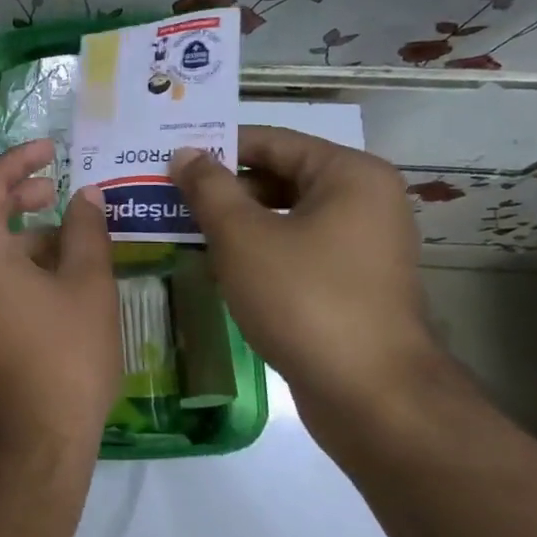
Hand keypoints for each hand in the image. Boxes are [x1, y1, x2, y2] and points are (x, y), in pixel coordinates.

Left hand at [0, 141, 119, 467]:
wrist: (29, 443)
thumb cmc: (62, 357)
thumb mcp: (87, 286)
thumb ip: (86, 230)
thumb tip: (85, 196)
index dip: (18, 160)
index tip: (50, 149)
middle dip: (14, 194)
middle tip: (54, 187)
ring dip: (14, 231)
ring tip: (65, 233)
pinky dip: (7, 261)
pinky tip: (50, 273)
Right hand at [170, 127, 443, 426]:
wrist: (370, 395)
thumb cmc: (304, 299)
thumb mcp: (243, 237)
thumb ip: (209, 188)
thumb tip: (185, 154)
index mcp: (349, 175)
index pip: (270, 141)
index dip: (215, 147)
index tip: (167, 159)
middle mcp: (364, 200)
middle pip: (279, 176)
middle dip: (222, 187)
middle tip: (167, 196)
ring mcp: (361, 245)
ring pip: (284, 216)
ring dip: (235, 221)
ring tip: (182, 227)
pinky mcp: (351, 282)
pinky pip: (295, 248)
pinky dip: (257, 250)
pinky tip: (216, 264)